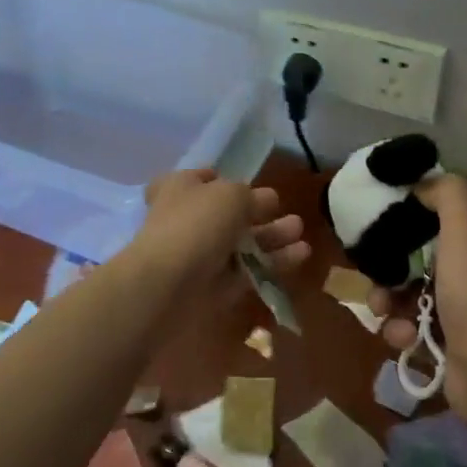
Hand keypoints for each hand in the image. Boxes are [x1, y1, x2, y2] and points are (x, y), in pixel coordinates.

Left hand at [133, 168, 309, 314]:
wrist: (166, 285)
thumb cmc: (196, 225)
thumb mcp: (231, 195)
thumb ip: (252, 196)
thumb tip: (265, 200)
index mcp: (181, 188)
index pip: (199, 179)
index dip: (222, 179)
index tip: (249, 183)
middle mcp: (188, 219)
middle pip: (228, 214)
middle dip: (260, 213)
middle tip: (288, 213)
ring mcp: (199, 255)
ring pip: (241, 244)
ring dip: (271, 237)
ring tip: (300, 234)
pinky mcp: (212, 287)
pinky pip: (246, 272)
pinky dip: (271, 263)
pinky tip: (300, 255)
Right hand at [370, 175, 466, 430]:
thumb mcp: (465, 228)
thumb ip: (447, 194)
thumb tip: (421, 184)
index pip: (440, 205)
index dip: (413, 202)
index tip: (381, 205)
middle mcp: (464, 265)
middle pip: (412, 248)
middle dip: (387, 259)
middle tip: (373, 264)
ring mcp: (451, 303)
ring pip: (401, 287)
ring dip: (384, 297)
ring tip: (382, 309)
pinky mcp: (438, 336)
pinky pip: (403, 323)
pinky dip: (398, 329)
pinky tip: (404, 337)